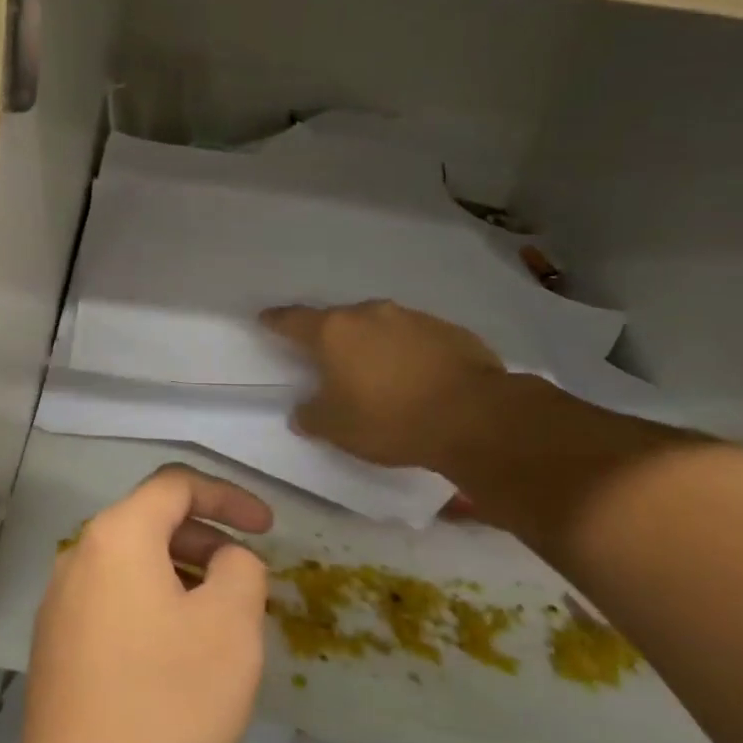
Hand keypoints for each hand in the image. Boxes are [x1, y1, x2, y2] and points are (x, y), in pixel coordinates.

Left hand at [10, 464, 273, 742]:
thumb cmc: (168, 703)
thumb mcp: (230, 628)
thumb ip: (241, 569)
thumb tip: (225, 559)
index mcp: (115, 536)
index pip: (174, 485)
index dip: (228, 496)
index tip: (269, 527)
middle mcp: (77, 558)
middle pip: (148, 522)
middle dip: (205, 539)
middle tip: (246, 578)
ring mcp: (58, 605)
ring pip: (130, 566)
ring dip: (179, 576)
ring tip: (218, 622)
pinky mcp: (54, 649)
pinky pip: (112, 603)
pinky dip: (151, 606)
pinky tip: (175, 656)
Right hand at [261, 300, 504, 470]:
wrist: (475, 417)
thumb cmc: (390, 419)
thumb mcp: (337, 428)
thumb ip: (312, 416)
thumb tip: (303, 412)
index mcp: (334, 332)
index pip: (293, 320)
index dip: (276, 321)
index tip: (266, 319)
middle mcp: (370, 314)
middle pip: (339, 321)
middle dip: (331, 338)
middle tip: (328, 361)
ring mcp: (413, 318)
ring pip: (380, 327)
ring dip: (373, 345)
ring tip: (377, 374)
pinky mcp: (450, 331)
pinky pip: (416, 339)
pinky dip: (408, 353)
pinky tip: (416, 379)